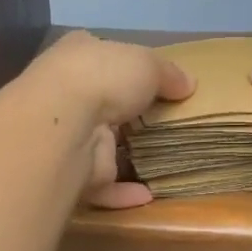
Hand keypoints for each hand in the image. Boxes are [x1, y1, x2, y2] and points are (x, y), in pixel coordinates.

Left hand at [21, 31, 194, 208]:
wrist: (62, 123)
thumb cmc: (102, 77)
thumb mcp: (147, 63)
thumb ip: (169, 74)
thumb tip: (189, 84)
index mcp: (76, 55)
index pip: (98, 54)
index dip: (120, 63)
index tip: (146, 77)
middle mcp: (64, 92)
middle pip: (99, 101)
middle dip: (123, 112)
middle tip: (159, 122)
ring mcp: (64, 135)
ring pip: (97, 144)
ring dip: (120, 154)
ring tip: (157, 160)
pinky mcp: (70, 173)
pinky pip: (100, 185)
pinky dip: (122, 192)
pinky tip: (147, 196)